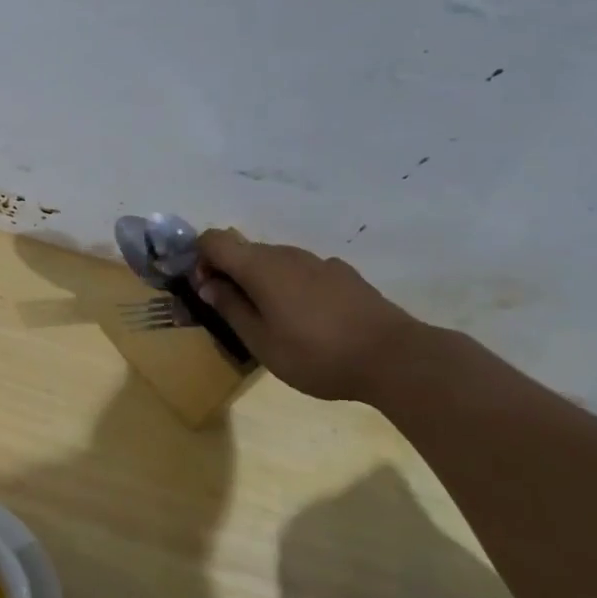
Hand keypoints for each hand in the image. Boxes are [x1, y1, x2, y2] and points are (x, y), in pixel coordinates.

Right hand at [193, 231, 419, 401]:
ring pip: (275, 262)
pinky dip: (291, 287)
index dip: (200, 259)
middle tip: (234, 314)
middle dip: (230, 275)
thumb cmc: (316, 354)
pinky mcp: (344, 274)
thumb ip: (230, 308)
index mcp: (260, 266)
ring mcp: (319, 262)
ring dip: (261, 282)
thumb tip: (208, 284)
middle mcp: (287, 254)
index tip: (206, 290)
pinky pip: (302, 272)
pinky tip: (308, 320)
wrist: (396, 358)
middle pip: (244, 251)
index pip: (214, 240)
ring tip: (273, 322)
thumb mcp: (261, 341)